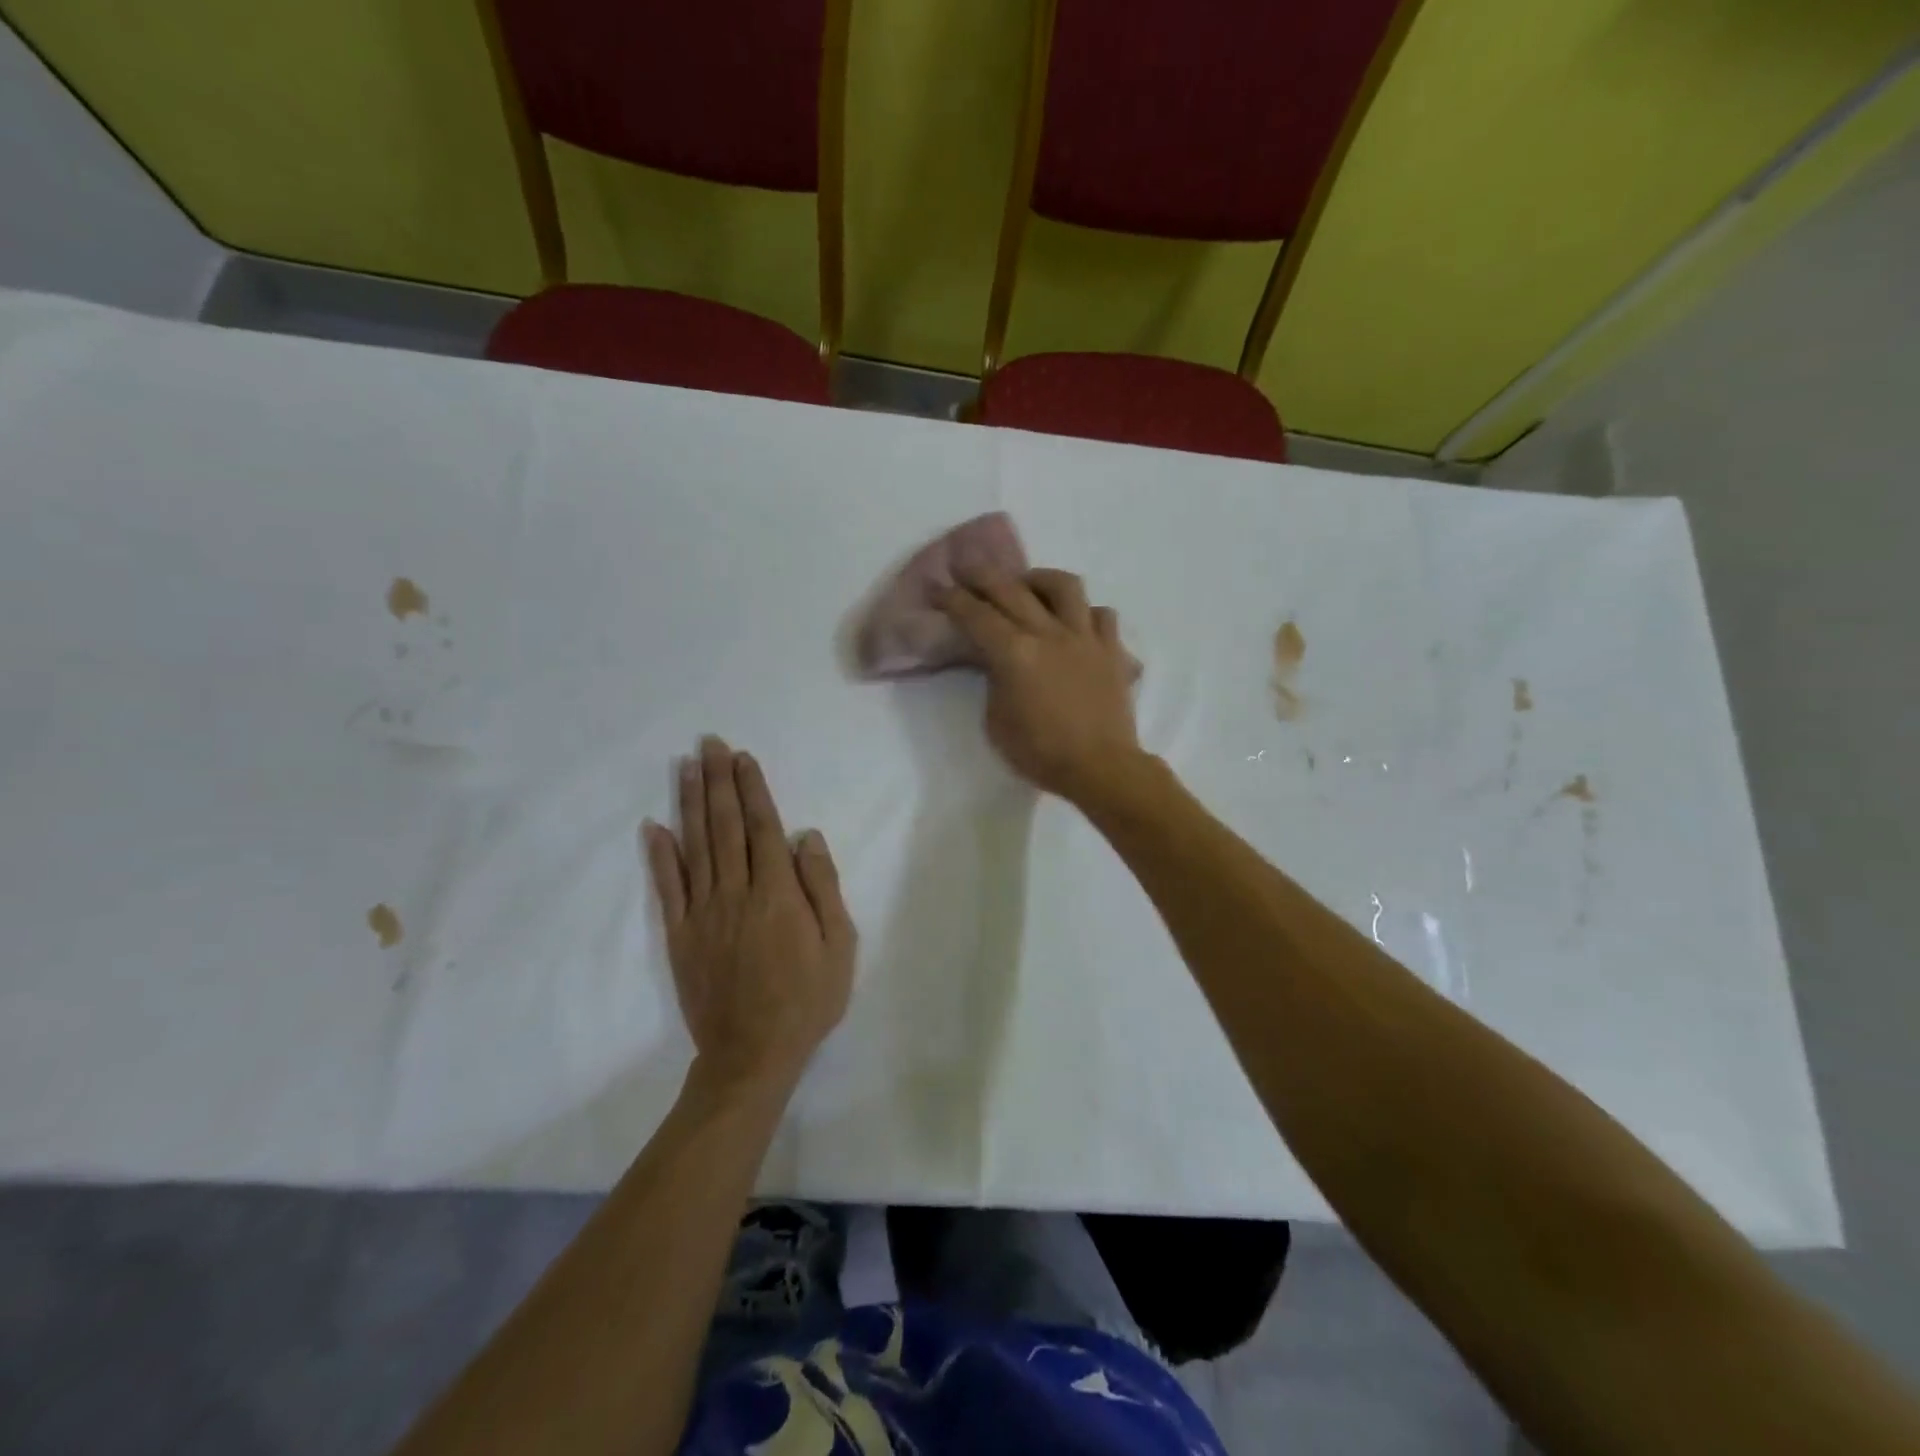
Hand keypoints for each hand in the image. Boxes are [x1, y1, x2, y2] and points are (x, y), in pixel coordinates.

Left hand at [642, 738, 856, 1099]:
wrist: (752, 1055)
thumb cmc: (806, 999)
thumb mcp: (839, 946)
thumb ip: (822, 887)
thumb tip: (805, 836)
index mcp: (777, 894)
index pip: (762, 828)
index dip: (753, 789)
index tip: (743, 758)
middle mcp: (736, 893)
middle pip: (725, 826)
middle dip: (719, 781)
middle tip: (709, 743)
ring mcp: (702, 913)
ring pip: (695, 846)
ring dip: (691, 803)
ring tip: (688, 767)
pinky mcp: (679, 935)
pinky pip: (668, 887)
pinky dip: (660, 855)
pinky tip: (654, 826)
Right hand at [938, 569, 1141, 803]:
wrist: (1101, 767)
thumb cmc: (1041, 753)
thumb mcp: (996, 722)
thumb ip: (994, 683)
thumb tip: (999, 664)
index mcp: (1014, 654)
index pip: (976, 616)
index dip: (953, 599)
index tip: (938, 587)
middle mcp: (1049, 633)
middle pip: (1011, 589)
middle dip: (983, 574)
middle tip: (967, 566)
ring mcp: (1085, 637)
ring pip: (1064, 586)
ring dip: (1040, 579)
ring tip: (1029, 585)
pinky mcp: (1112, 649)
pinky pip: (1102, 614)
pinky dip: (1086, 613)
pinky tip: (1076, 622)